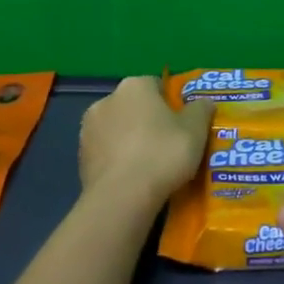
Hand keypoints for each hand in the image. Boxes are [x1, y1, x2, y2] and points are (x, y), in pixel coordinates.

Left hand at [78, 76, 214, 212]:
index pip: (156, 85)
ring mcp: (88, 128)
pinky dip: (117, 159)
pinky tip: (131, 178)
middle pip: (134, 106)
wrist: (122, 197)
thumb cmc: (162, 154)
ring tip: (149, 166)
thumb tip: (203, 102)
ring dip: (130, 140)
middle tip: (168, 145)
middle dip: (148, 121)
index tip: (182, 125)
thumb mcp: (195, 130)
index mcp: (134, 86)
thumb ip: (201, 110)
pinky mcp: (80, 156)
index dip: (171, 104)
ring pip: (117, 129)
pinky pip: (106, 152)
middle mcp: (107, 99)